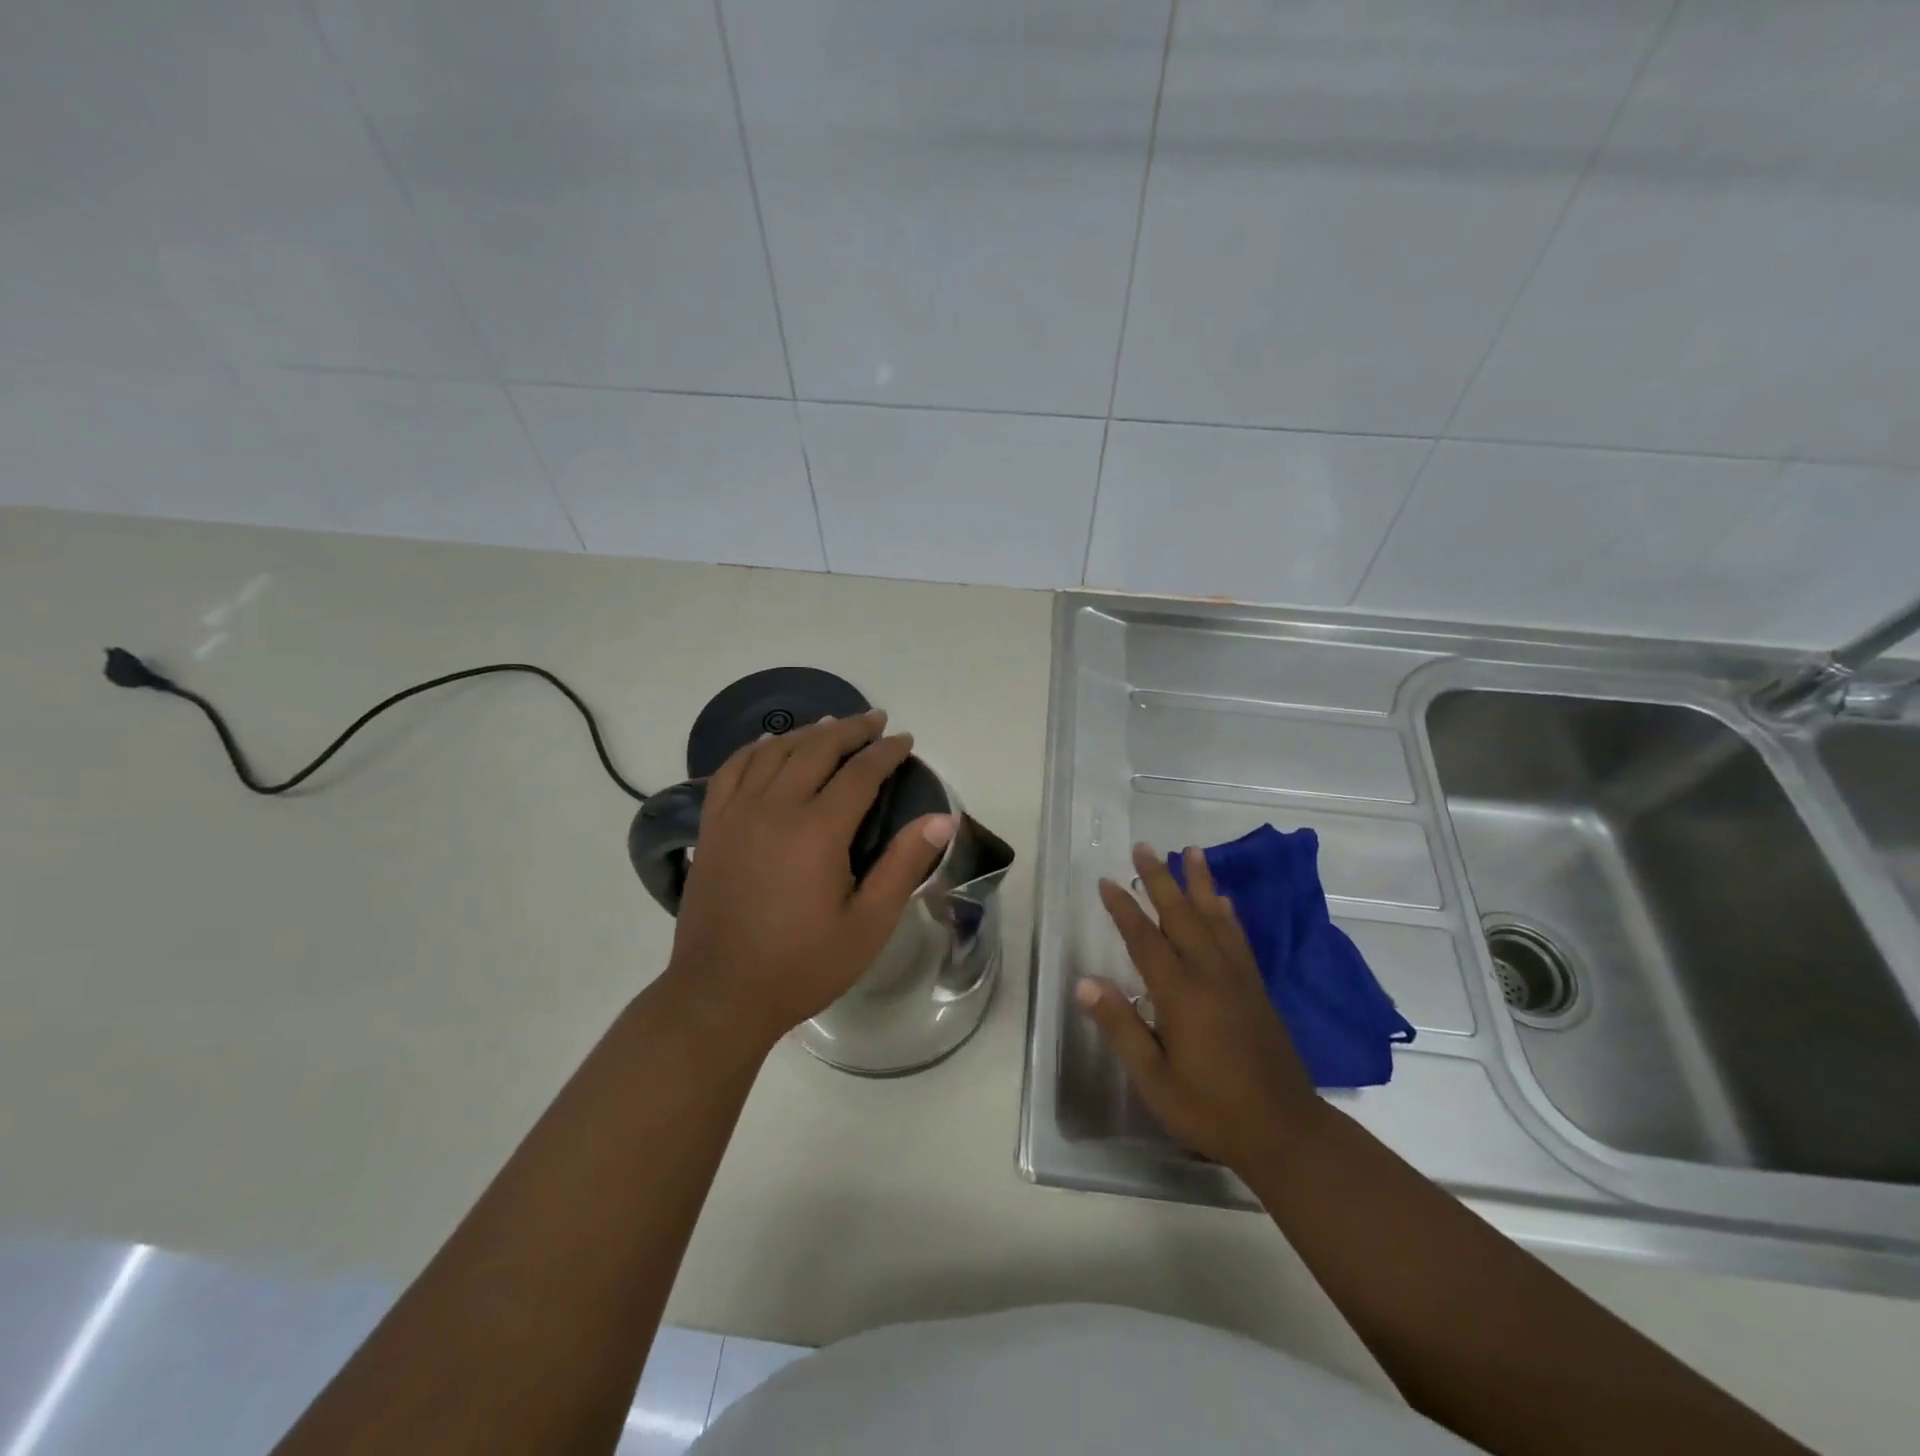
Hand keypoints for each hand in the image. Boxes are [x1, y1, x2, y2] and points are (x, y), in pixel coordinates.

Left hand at [659, 711, 954, 1056]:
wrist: (721, 995)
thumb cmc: (803, 965)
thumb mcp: (869, 924)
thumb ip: (904, 865)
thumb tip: (942, 818)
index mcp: (817, 831)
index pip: (860, 773)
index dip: (886, 752)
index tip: (906, 740)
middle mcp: (774, 809)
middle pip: (816, 749)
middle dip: (850, 729)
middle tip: (876, 720)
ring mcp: (736, 815)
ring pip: (774, 752)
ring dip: (807, 732)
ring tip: (832, 724)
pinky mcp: (713, 827)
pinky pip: (732, 770)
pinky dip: (755, 749)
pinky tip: (769, 745)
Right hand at [1080, 843, 1321, 1174]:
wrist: (1285, 1132)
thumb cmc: (1210, 1108)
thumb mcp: (1154, 1078)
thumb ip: (1120, 1027)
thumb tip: (1085, 983)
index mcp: (1180, 994)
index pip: (1144, 939)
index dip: (1122, 908)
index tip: (1105, 880)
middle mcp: (1210, 974)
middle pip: (1181, 915)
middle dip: (1160, 878)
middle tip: (1143, 847)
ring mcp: (1238, 979)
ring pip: (1215, 918)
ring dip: (1200, 883)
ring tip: (1192, 851)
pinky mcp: (1257, 989)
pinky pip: (1239, 938)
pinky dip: (1228, 913)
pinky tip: (1224, 901)